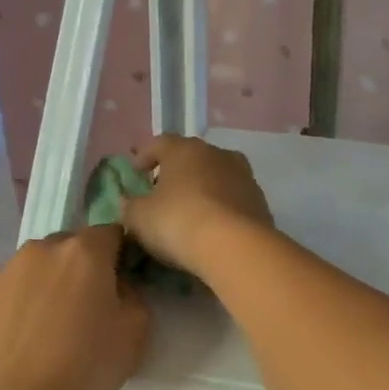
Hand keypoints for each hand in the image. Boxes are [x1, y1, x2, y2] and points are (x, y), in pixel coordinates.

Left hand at [0, 226, 148, 389]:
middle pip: (69, 247)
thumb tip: (117, 287)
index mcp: (84, 251)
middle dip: (81, 268)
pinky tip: (23, 344)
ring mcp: (3, 274)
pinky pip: (8, 295)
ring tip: (50, 328)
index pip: (111, 232)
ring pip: (35, 269)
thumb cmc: (86, 365)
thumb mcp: (137, 330)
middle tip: (87, 307)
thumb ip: (133, 294)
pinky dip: (19, 308)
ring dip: (47, 286)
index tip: (122, 282)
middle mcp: (41, 250)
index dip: (120, 254)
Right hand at [123, 136, 273, 276]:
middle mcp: (217, 154)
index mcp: (185, 149)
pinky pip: (233, 198)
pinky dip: (221, 207)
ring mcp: (243, 176)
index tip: (136, 172)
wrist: (236, 246)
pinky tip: (213, 226)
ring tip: (190, 210)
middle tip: (162, 192)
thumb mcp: (139, 217)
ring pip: (216, 176)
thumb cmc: (179, 222)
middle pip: (192, 157)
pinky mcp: (260, 200)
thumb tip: (128, 201)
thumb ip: (129, 205)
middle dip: (176, 172)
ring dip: (202, 188)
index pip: (160, 142)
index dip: (145, 155)